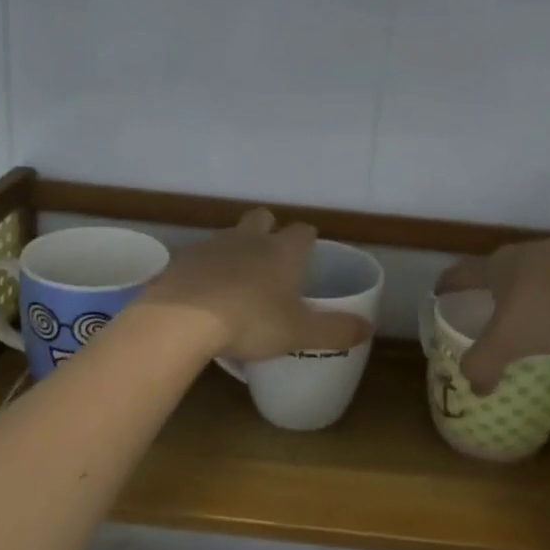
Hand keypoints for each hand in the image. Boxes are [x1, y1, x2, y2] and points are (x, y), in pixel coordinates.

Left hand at [140, 209, 373, 362]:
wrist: (182, 319)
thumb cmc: (250, 321)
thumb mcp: (299, 332)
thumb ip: (335, 330)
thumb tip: (368, 327)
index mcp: (282, 252)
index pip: (303, 231)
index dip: (308, 239)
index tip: (309, 251)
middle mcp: (249, 239)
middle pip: (263, 217)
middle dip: (269, 229)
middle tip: (272, 257)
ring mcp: (212, 245)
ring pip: (230, 235)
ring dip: (236, 248)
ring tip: (238, 278)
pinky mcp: (183, 259)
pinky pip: (201, 257)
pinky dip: (207, 268)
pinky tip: (205, 291)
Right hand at [436, 234, 549, 394]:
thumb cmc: (547, 308)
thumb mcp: (507, 342)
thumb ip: (484, 364)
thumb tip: (473, 387)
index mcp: (499, 266)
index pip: (464, 273)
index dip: (449, 283)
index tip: (439, 291)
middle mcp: (529, 253)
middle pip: (506, 270)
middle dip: (498, 289)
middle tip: (494, 308)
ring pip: (546, 276)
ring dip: (540, 295)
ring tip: (544, 320)